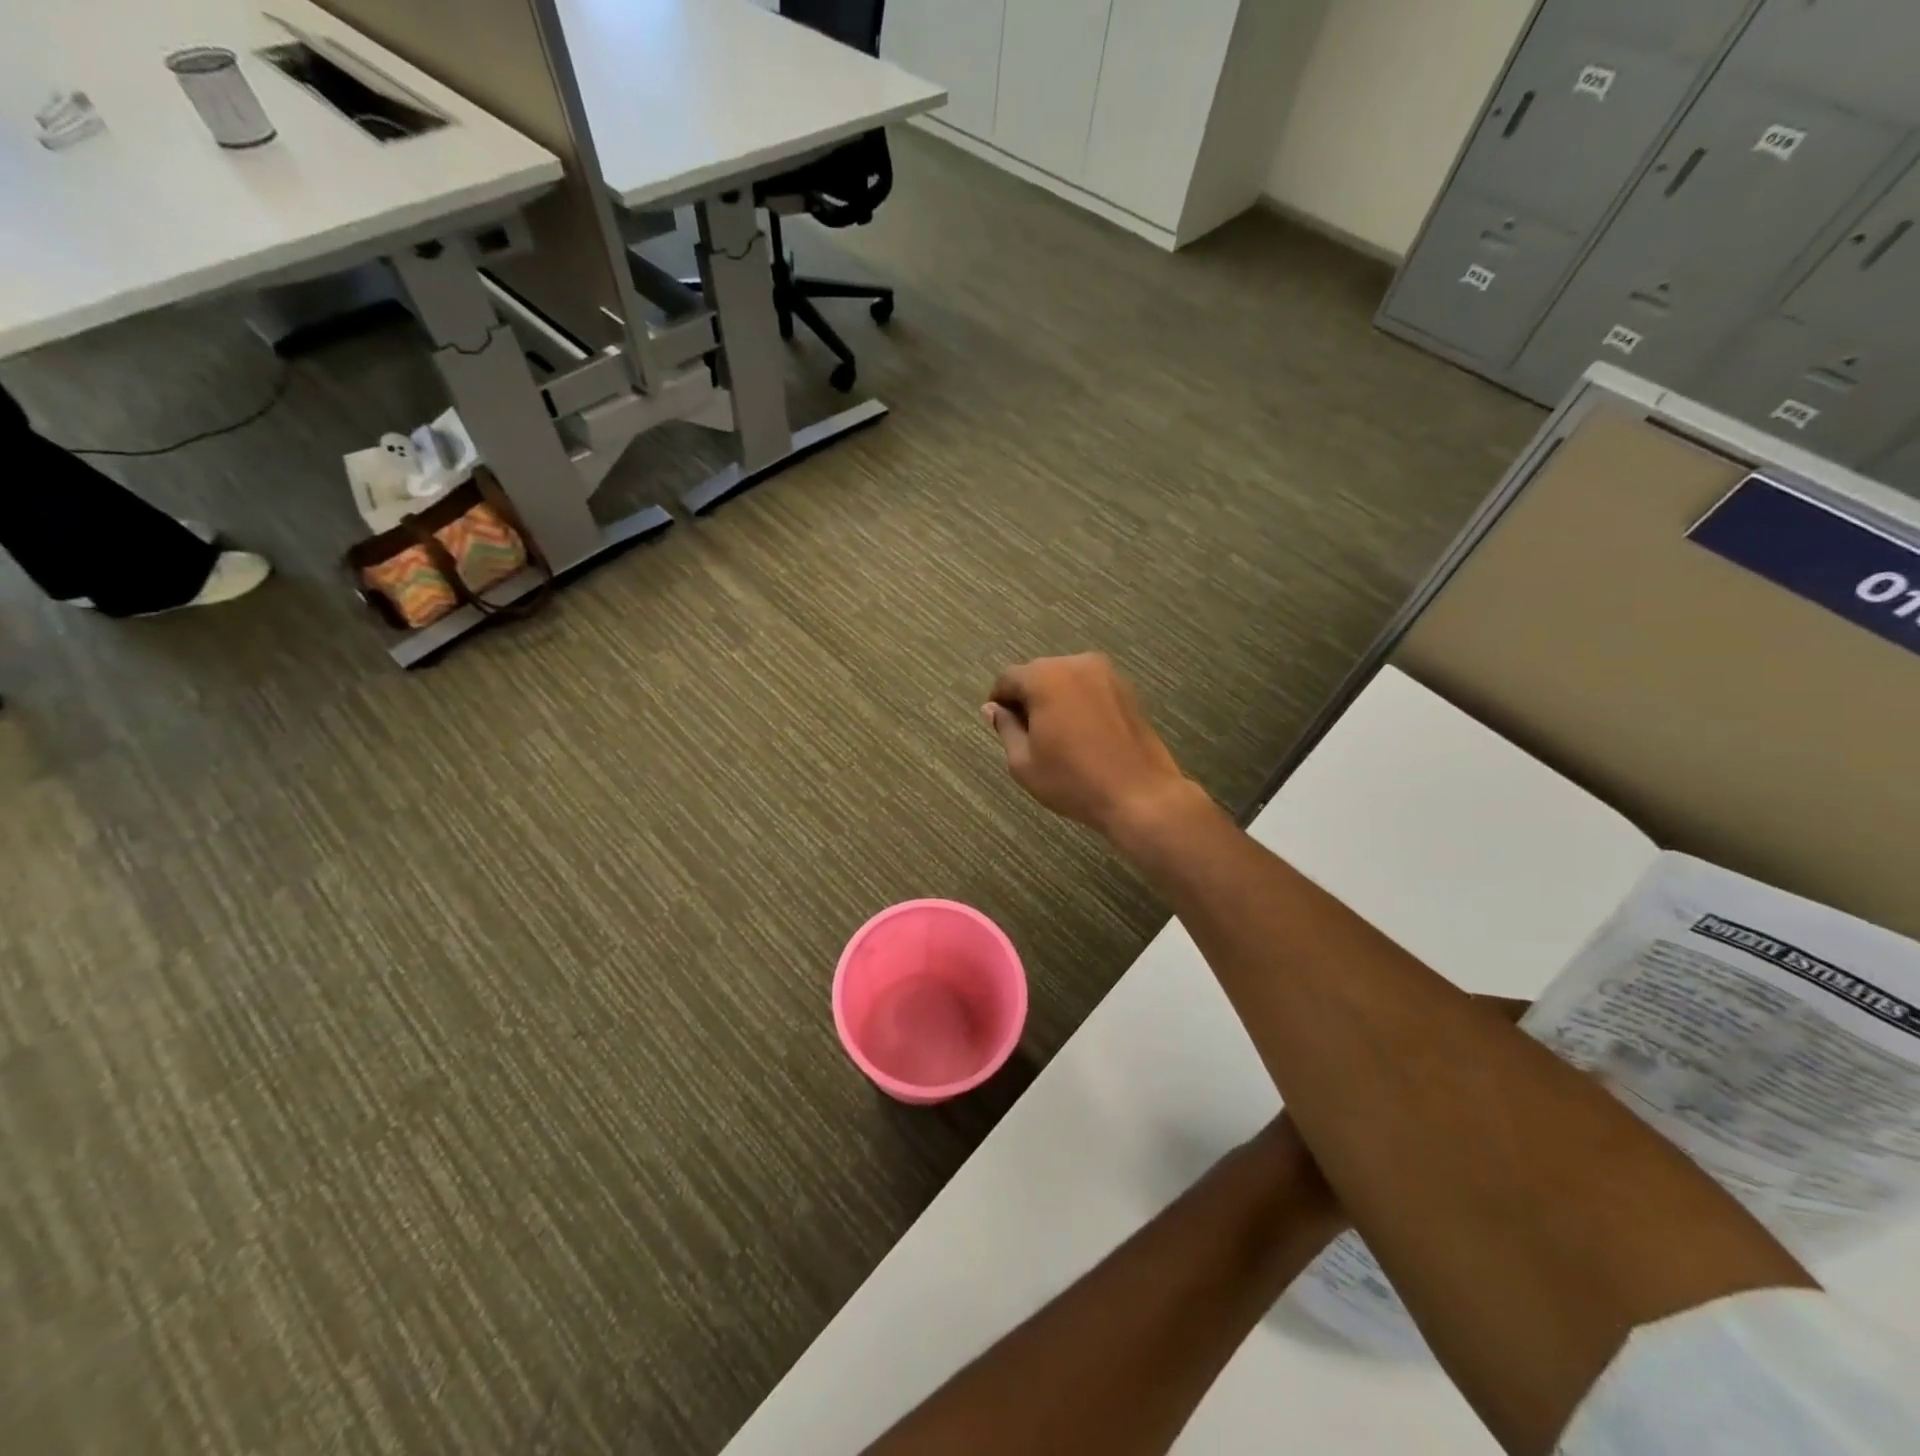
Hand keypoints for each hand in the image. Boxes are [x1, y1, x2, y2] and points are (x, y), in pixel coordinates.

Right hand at [983, 654, 1199, 839]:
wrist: (1139, 794)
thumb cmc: (1073, 780)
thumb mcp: (1024, 762)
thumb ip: (1005, 728)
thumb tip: (992, 708)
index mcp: (1045, 677)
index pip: (1008, 678)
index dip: (999, 700)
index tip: (999, 725)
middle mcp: (1075, 664)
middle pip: (1038, 674)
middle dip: (1028, 698)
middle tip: (1026, 734)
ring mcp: (1106, 673)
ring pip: (1065, 680)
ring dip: (1054, 700)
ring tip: (1056, 736)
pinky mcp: (1127, 689)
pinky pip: (1089, 688)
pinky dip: (1078, 703)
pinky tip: (1081, 734)